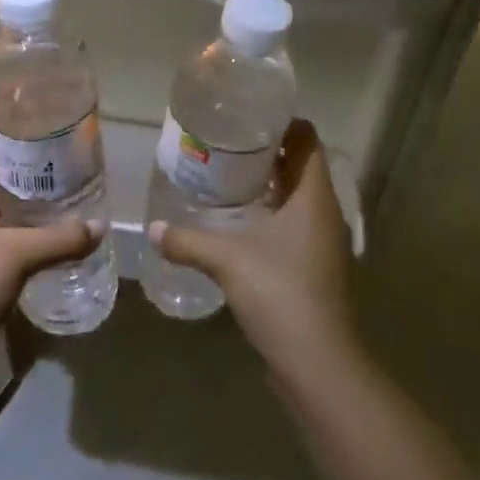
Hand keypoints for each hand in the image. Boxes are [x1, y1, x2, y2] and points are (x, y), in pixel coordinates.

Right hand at [149, 119, 357, 381]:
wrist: (317, 362)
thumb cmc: (279, 293)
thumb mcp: (227, 260)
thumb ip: (188, 241)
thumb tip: (154, 230)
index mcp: (314, 197)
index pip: (308, 140)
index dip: (284, 123)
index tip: (249, 117)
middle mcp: (325, 212)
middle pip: (302, 166)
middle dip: (270, 151)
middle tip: (229, 143)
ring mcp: (324, 241)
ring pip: (299, 197)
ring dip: (271, 184)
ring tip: (229, 176)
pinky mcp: (316, 266)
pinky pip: (296, 223)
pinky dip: (273, 213)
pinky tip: (242, 222)